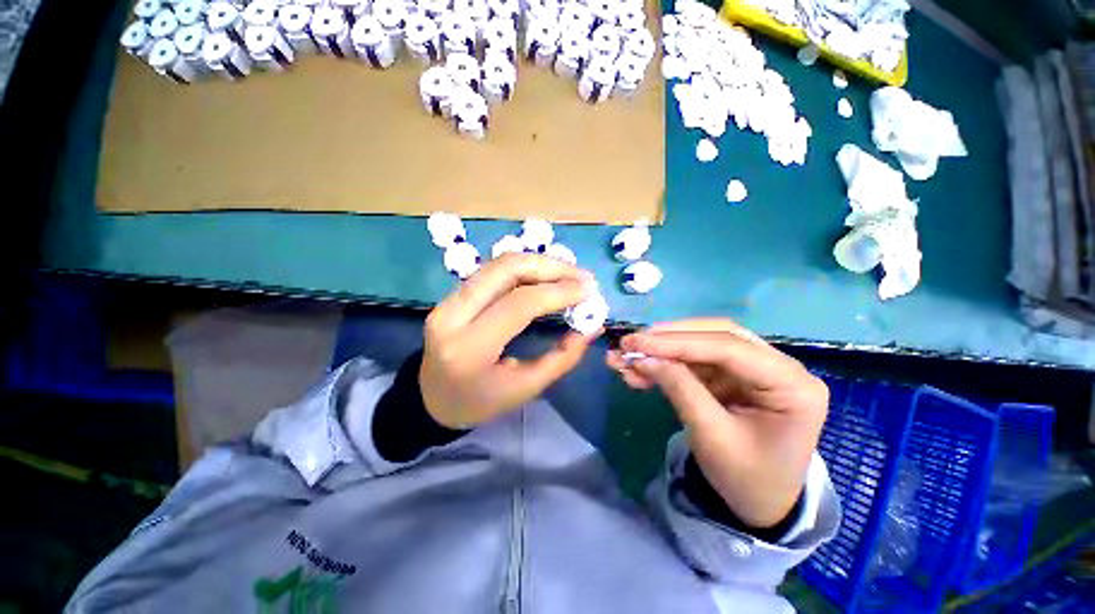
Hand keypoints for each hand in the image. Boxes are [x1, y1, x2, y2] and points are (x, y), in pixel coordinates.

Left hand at [421, 253, 599, 428]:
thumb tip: (592, 326)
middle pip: (505, 270)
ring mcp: (446, 301)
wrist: (432, 400)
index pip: (519, 304)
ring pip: (497, 264)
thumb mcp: (526, 389)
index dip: (558, 292)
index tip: (588, 291)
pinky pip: (491, 272)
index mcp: (470, 348)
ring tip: (568, 273)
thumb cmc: (480, 402)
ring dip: (538, 263)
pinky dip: (523, 269)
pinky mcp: (450, 295)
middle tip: (582, 276)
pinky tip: (544, 276)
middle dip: (550, 266)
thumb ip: (562, 357)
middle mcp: (452, 316)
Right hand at [607, 319, 827, 527]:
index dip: (677, 342)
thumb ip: (680, 389)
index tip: (636, 342)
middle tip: (629, 343)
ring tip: (625, 359)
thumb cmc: (747, 479)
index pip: (728, 347)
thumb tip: (644, 357)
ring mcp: (754, 368)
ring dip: (661, 350)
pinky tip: (640, 372)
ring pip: (700, 344)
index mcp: (791, 384)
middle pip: (715, 336)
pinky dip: (665, 363)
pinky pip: (694, 361)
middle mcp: (778, 366)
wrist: (761, 505)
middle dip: (668, 339)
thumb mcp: (712, 437)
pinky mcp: (733, 375)